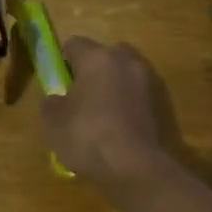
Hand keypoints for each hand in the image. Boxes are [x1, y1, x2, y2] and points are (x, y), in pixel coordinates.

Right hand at [40, 37, 174, 192]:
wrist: (133, 167)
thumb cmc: (87, 136)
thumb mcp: (53, 122)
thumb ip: (52, 103)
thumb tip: (57, 99)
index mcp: (97, 58)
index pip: (74, 44)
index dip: (62, 60)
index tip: (57, 80)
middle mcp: (125, 61)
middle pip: (104, 54)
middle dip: (91, 68)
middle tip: (78, 93)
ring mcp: (146, 81)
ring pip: (122, 73)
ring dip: (111, 85)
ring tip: (97, 112)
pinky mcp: (159, 104)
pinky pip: (134, 94)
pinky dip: (125, 102)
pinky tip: (114, 125)